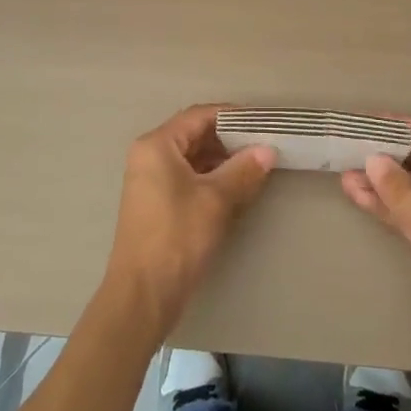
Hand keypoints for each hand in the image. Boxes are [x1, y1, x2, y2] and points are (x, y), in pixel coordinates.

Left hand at [102, 105, 276, 337]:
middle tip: (263, 145)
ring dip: (222, 161)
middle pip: (194, 135)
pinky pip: (187, 178)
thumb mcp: (215, 200)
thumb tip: (267, 150)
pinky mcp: (156, 203)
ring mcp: (150, 181)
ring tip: (256, 166)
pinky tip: (236, 189)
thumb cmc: (177, 237)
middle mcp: (149, 156)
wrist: (143, 295)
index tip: (261, 122)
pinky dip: (211, 179)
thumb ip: (243, 170)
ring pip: (192, 158)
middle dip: (229, 140)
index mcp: (157, 145)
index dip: (231, 116)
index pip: (198, 116)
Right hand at [341, 117, 410, 375]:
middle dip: (389, 152)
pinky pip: (408, 211)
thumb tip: (372, 160)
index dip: (404, 124)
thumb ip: (400, 189)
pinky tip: (356, 194)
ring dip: (382, 179)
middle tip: (352, 143)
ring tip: (344, 169)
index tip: (369, 121)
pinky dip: (385, 203)